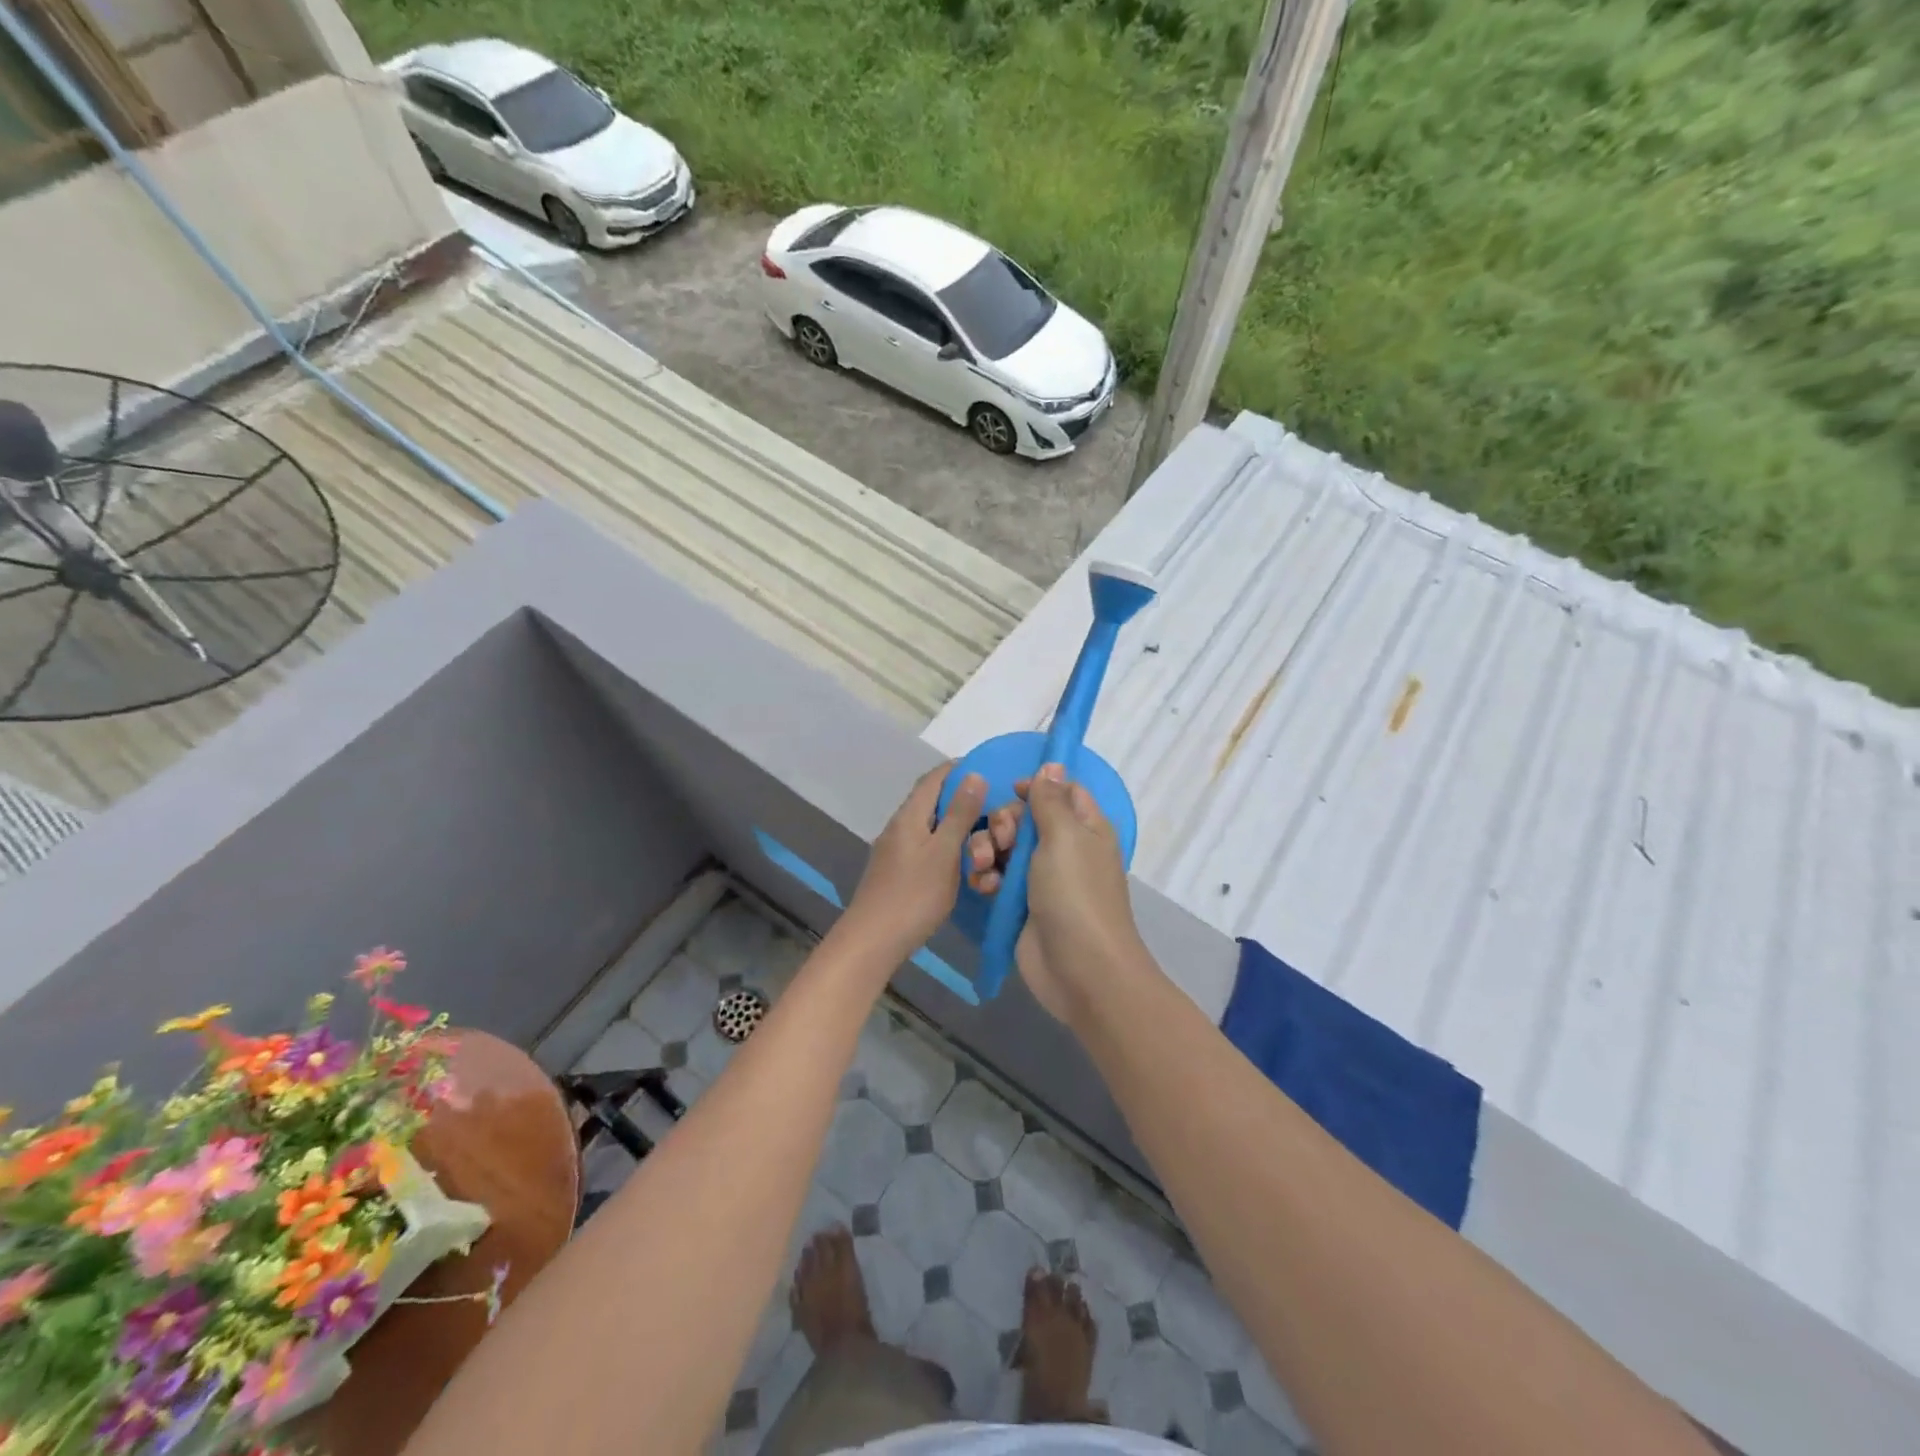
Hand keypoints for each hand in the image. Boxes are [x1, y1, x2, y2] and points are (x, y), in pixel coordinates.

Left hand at [841, 762, 984, 961]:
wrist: (873, 940)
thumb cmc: (914, 894)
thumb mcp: (944, 852)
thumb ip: (959, 814)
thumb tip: (974, 774)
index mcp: (910, 815)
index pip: (935, 778)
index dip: (959, 769)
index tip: (989, 772)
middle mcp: (899, 826)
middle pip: (932, 802)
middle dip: (962, 802)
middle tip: (993, 812)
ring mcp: (895, 850)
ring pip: (930, 827)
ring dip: (956, 828)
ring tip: (982, 838)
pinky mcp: (897, 872)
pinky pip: (926, 848)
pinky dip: (947, 848)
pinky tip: (961, 863)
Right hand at [965, 764, 1143, 1022]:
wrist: (1079, 969)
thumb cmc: (1075, 894)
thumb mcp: (1064, 837)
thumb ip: (1051, 800)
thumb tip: (1053, 765)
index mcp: (1085, 827)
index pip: (1061, 791)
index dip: (1036, 787)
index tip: (1011, 790)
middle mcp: (1065, 848)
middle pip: (1025, 817)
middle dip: (1004, 822)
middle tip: (1002, 840)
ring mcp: (1041, 878)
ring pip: (1005, 847)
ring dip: (988, 850)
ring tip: (984, 865)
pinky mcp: (1021, 904)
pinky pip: (997, 878)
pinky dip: (987, 878)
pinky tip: (983, 887)